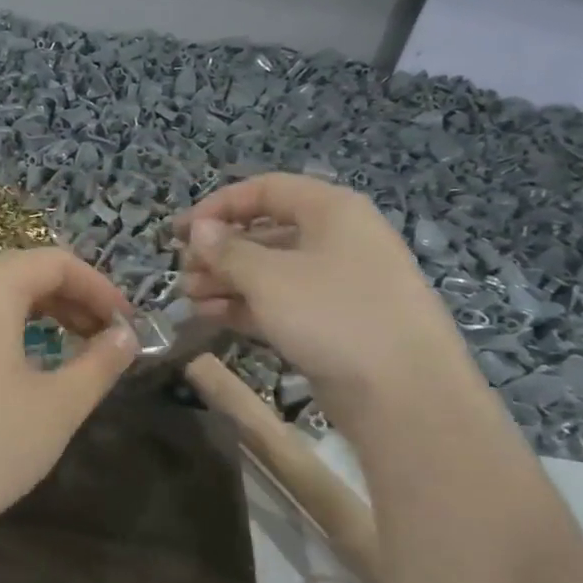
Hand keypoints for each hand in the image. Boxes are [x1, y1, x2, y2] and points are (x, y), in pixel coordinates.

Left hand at [0, 248, 137, 551]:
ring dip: (25, 313)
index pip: (53, 262)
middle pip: (15, 273)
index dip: (98, 287)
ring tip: (56, 346)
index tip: (125, 324)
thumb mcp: (59, 405)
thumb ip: (100, 362)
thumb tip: (125, 336)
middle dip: (66, 299)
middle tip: (100, 337)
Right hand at [176, 173, 466, 416]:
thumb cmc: (332, 315)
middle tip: (183, 272)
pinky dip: (245, 306)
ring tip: (189, 298)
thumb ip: (227, 251)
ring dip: (226, 281)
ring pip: (270, 272)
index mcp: (331, 211)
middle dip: (219, 251)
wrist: (403, 392)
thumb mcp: (269, 277)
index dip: (218, 206)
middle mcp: (336, 240)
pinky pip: (280, 303)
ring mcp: (335, 284)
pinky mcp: (331, 322)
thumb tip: (198, 229)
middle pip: (266, 232)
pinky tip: (211, 316)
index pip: (265, 190)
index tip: (180, 231)